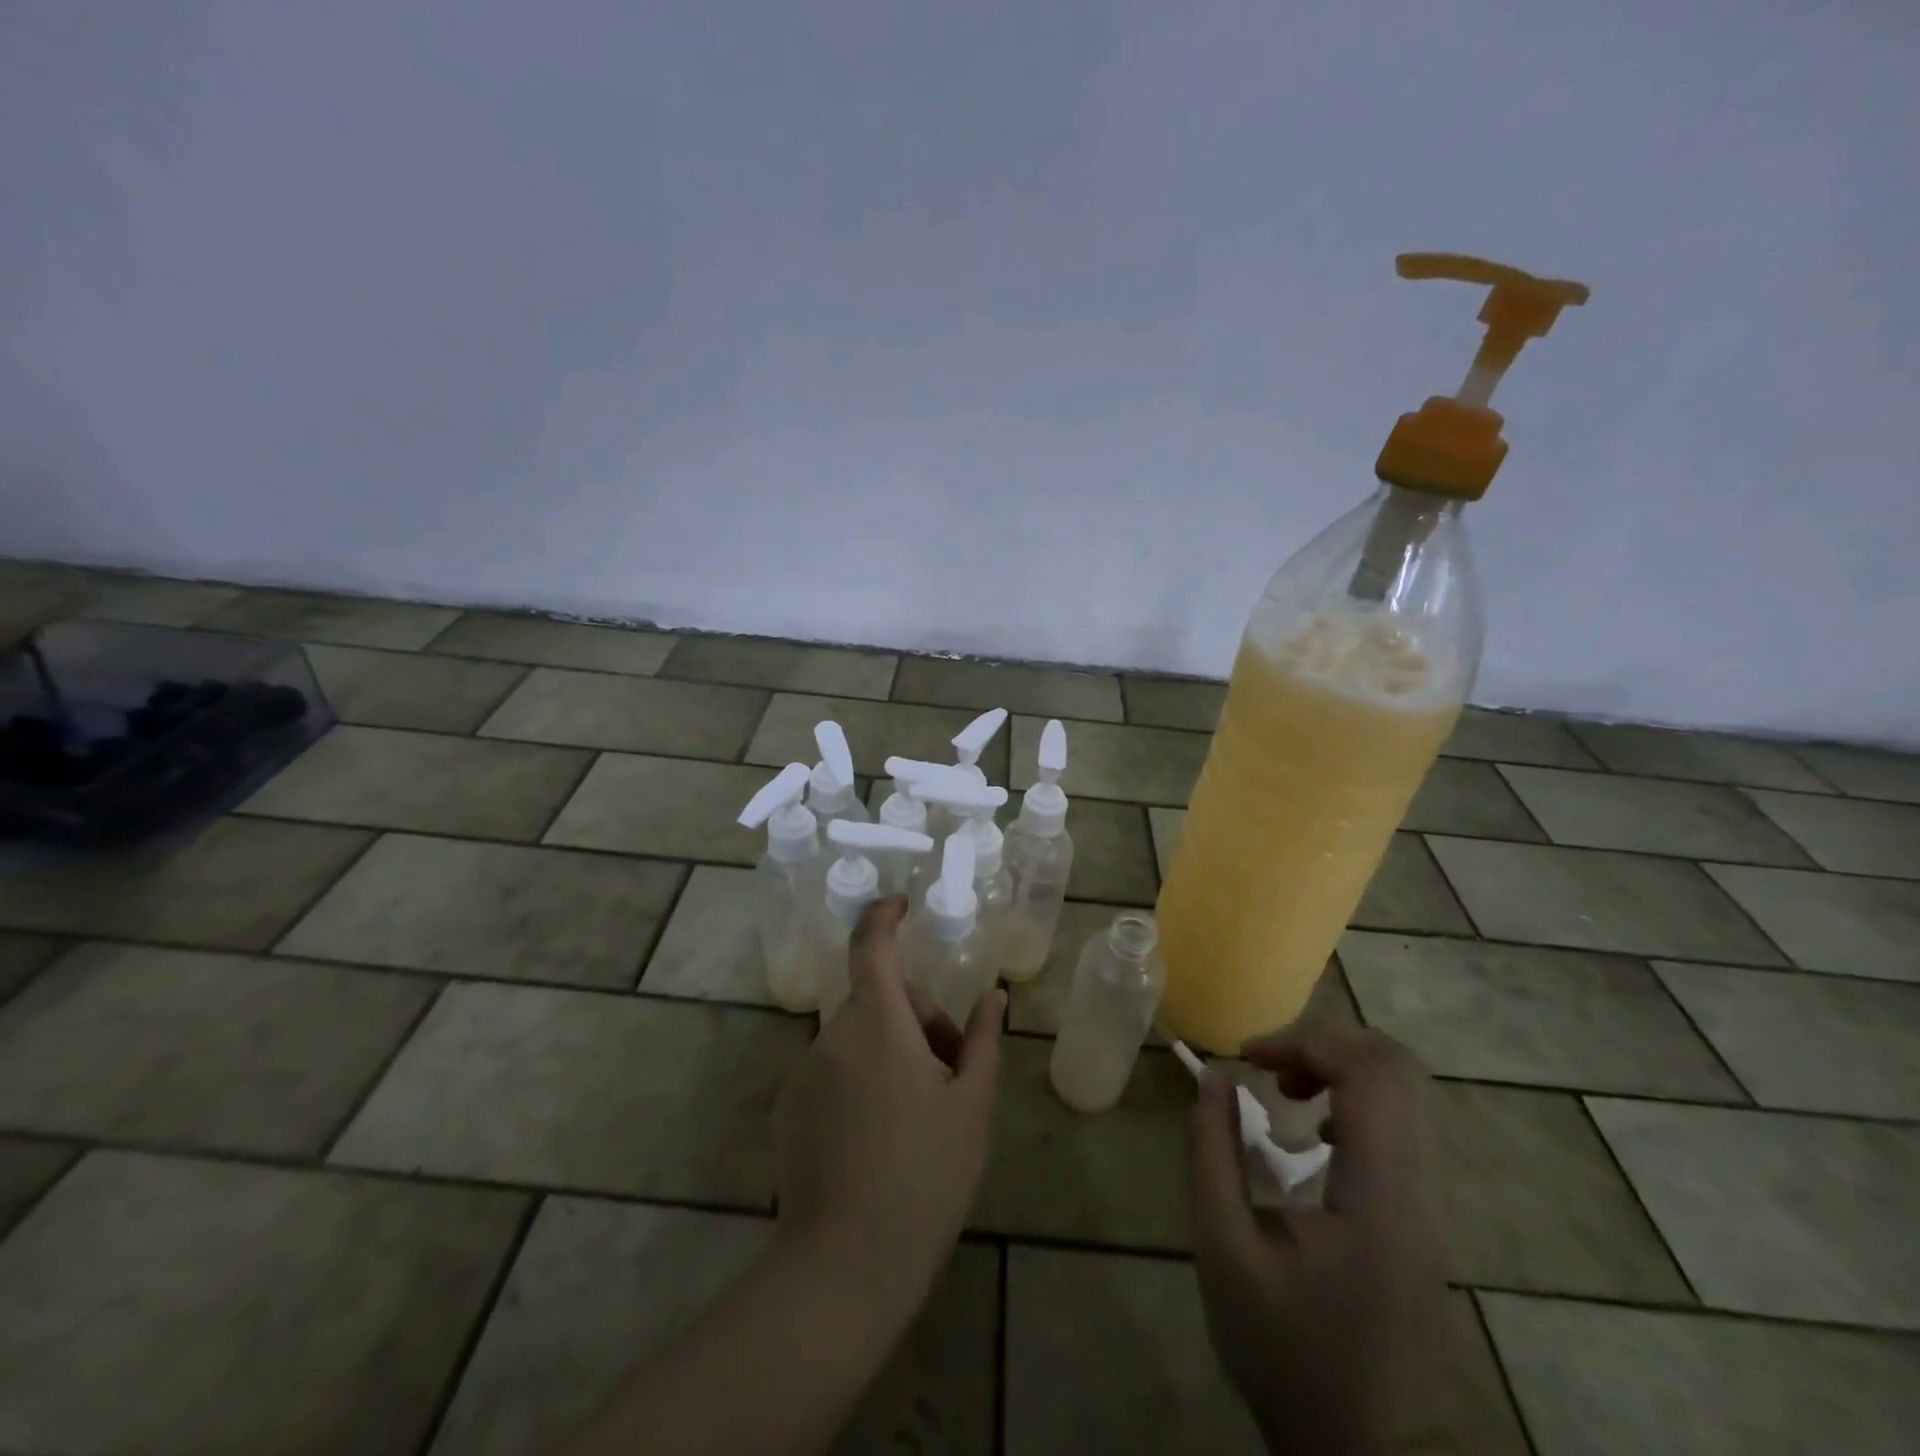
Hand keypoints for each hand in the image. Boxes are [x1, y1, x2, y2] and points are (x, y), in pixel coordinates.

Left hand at [773, 896, 1004, 1325]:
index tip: (901, 905)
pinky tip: (881, 1137)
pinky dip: (861, 1077)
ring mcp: (805, 1073)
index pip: (872, 946)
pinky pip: (833, 1070)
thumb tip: (992, 998)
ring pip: (857, 1036)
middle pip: (878, 1000)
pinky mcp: (788, 1109)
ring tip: (923, 1111)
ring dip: (891, 1050)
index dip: (884, 916)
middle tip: (953, 1069)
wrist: (844, 1265)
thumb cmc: (924, 1176)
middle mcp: (832, 1035)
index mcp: (878, 1023)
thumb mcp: (971, 1106)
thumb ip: (980, 1041)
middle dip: (918, 1017)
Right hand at [1188, 1025, 1450, 1455]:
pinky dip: (1355, 1098)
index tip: (1246, 1057)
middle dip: (1323, 1044)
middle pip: (1398, 1069)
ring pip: (1405, 1092)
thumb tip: (1213, 1079)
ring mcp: (1432, 1207)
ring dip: (1339, 1068)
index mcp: (1380, 1200)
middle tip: (1266, 1066)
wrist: (1354, 1450)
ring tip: (1283, 1091)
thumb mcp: (1223, 1250)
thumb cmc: (1281, 1350)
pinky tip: (1313, 1132)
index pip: (1371, 1075)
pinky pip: (1403, 1125)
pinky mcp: (1425, 1218)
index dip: (1305, 1042)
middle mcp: (1422, 1194)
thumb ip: (1212, 1154)